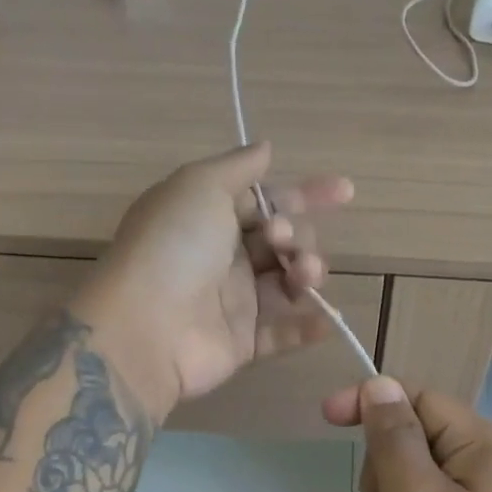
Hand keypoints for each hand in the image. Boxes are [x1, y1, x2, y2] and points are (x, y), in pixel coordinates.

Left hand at [74, 143, 353, 423]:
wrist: (146, 327)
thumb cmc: (174, 246)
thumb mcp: (200, 186)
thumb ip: (238, 167)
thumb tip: (264, 147)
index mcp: (209, 216)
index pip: (266, 200)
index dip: (305, 194)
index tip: (345, 192)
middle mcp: (222, 256)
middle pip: (282, 242)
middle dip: (298, 236)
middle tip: (282, 242)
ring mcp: (231, 302)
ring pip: (286, 283)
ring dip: (307, 274)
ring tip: (303, 276)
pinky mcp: (240, 343)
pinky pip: (281, 334)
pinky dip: (307, 326)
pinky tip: (328, 320)